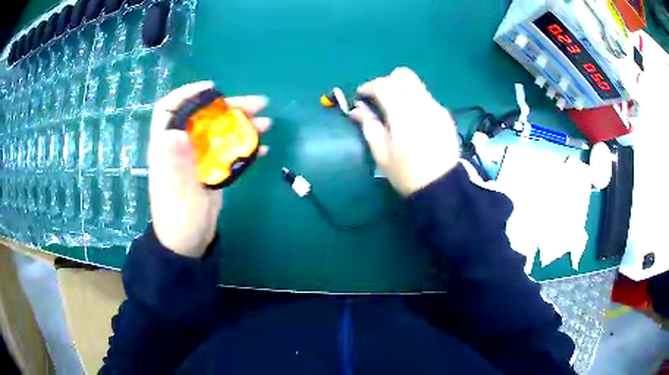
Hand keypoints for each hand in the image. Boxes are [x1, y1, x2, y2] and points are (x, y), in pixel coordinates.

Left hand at [148, 81, 270, 257]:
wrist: (188, 243)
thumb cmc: (178, 219)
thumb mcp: (176, 193)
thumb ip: (175, 165)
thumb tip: (174, 132)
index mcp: (167, 147)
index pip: (169, 110)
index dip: (187, 94)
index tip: (211, 89)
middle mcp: (183, 146)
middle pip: (204, 116)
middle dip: (229, 107)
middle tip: (257, 104)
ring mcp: (199, 157)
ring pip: (220, 131)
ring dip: (243, 124)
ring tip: (267, 123)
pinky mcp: (212, 169)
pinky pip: (229, 151)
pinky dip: (245, 147)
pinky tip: (263, 148)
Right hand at [350, 67, 458, 195]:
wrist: (441, 187)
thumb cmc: (407, 174)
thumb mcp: (381, 154)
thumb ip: (369, 126)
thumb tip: (356, 109)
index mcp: (402, 115)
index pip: (383, 85)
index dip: (368, 87)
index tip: (361, 96)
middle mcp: (421, 105)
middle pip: (403, 75)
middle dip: (388, 82)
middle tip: (380, 99)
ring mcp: (436, 108)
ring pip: (416, 85)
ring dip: (402, 90)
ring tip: (396, 110)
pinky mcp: (445, 115)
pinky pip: (426, 98)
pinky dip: (415, 101)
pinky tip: (413, 120)